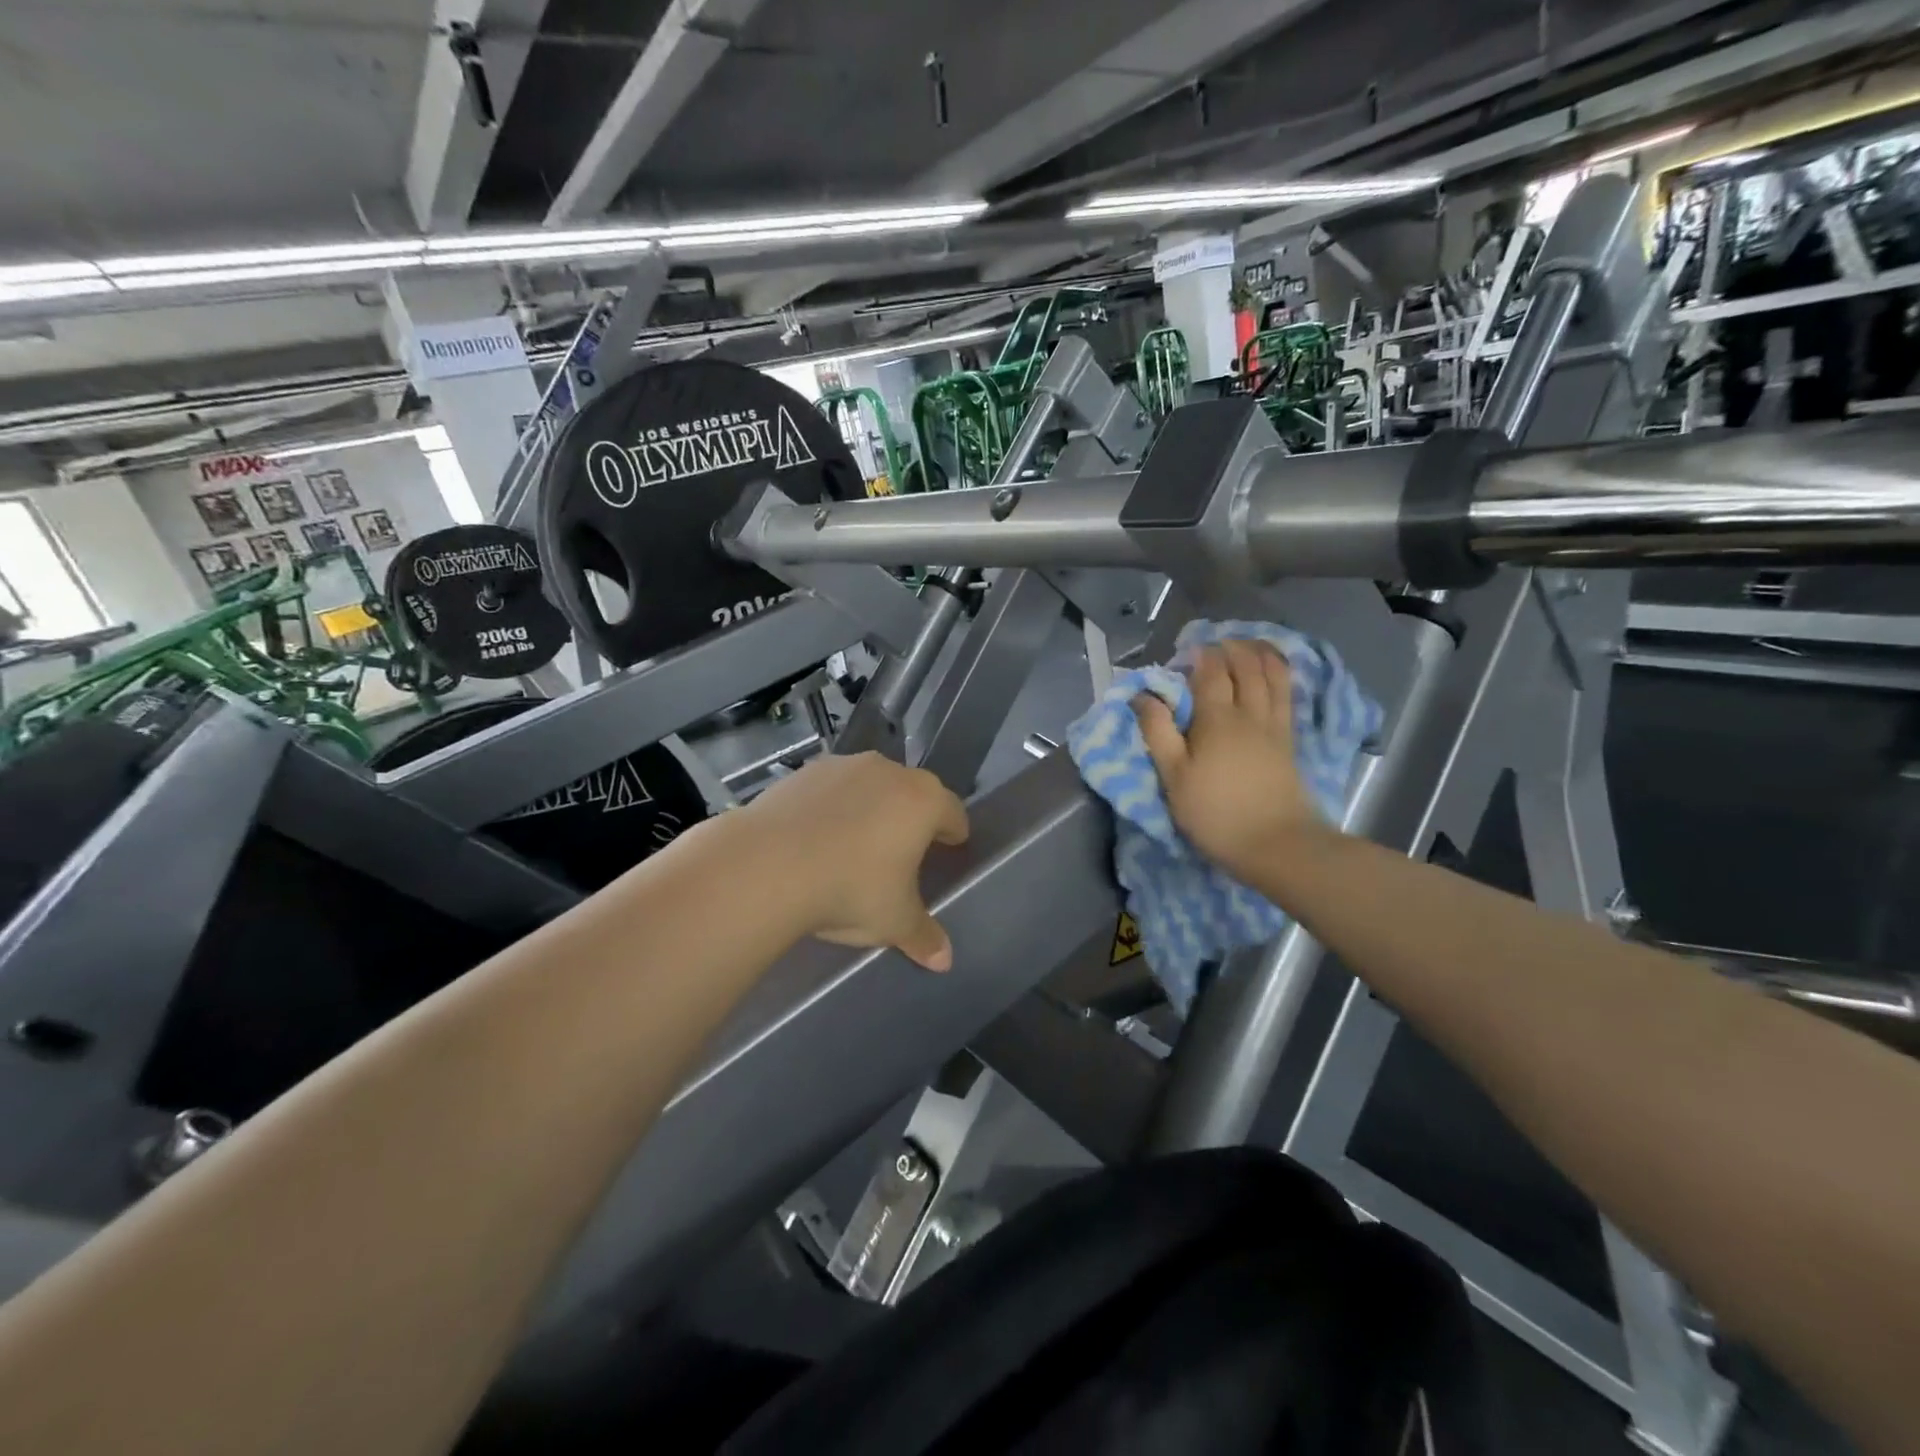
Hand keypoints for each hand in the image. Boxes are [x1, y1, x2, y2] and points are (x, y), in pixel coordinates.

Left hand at [741, 752, 969, 970]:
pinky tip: (814, 839)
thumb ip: (923, 936)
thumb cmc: (849, 889)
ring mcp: (843, 766)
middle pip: (912, 793)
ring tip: (853, 846)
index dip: (953, 834)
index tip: (948, 850)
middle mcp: (888, 772)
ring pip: (869, 786)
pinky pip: (831, 790)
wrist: (767, 865)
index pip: (954, 813)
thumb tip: (944, 961)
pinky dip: (831, 809)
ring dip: (870, 809)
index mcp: (923, 801)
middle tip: (902, 853)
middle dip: (911, 819)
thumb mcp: (894, 921)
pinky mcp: (804, 772)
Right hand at [1133, 641, 1328, 880]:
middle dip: (1233, 648)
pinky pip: (1288, 696)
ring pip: (1273, 676)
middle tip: (1219, 641)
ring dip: (1262, 654)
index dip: (1202, 655)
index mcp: (1217, 720)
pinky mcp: (1290, 743)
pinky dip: (1282, 676)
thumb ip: (1158, 733)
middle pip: (1247, 667)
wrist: (1277, 845)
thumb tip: (1142, 696)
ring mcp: (1275, 727)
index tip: (1190, 649)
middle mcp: (1250, 714)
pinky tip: (1277, 674)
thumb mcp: (1174, 777)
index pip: (1211, 673)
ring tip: (1251, 644)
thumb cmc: (1215, 814)